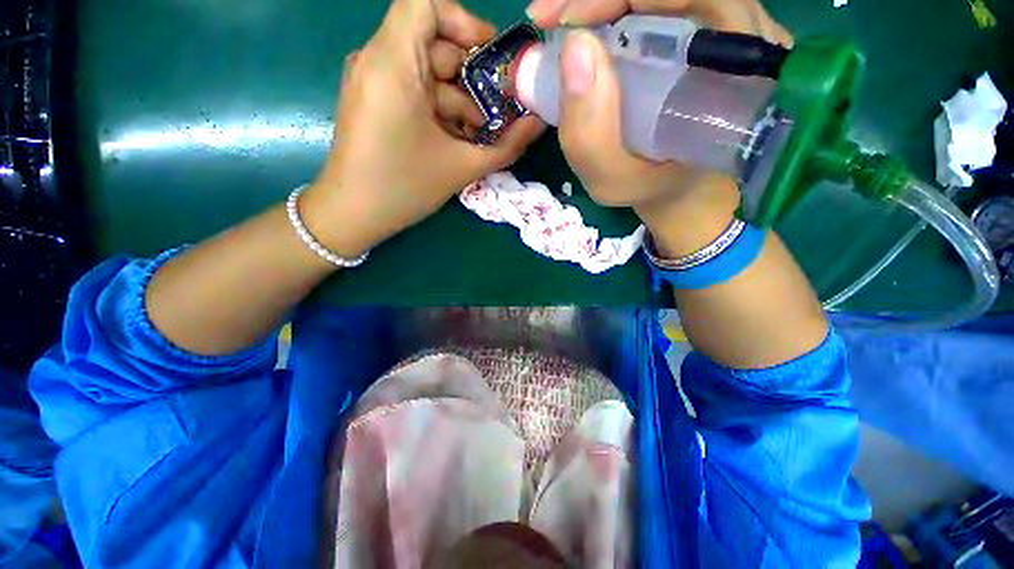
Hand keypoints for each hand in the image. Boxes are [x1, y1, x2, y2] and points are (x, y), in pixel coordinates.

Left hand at [304, 0, 544, 257]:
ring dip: (459, 99)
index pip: (426, 3)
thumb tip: (539, 124)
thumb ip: (507, 145)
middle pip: (433, 42)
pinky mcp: (375, 101)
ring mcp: (374, 81)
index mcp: (393, 63)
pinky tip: (457, 139)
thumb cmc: (404, 188)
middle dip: (472, 74)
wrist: (353, 214)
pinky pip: (414, 90)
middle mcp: (378, 61)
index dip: (465, 21)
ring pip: (427, 71)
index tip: (491, 57)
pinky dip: (440, 109)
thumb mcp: (462, 167)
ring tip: (480, 135)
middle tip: (499, 109)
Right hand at [526, 0, 790, 255]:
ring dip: (602, 3)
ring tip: (562, 27)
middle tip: (550, 20)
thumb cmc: (648, 186)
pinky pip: (658, 5)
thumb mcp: (613, 179)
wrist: (676, 185)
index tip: (560, 20)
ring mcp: (721, 26)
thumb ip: (590, 137)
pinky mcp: (700, 29)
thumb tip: (573, 49)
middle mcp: (737, 32)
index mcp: (732, 67)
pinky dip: (612, 9)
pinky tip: (586, 31)